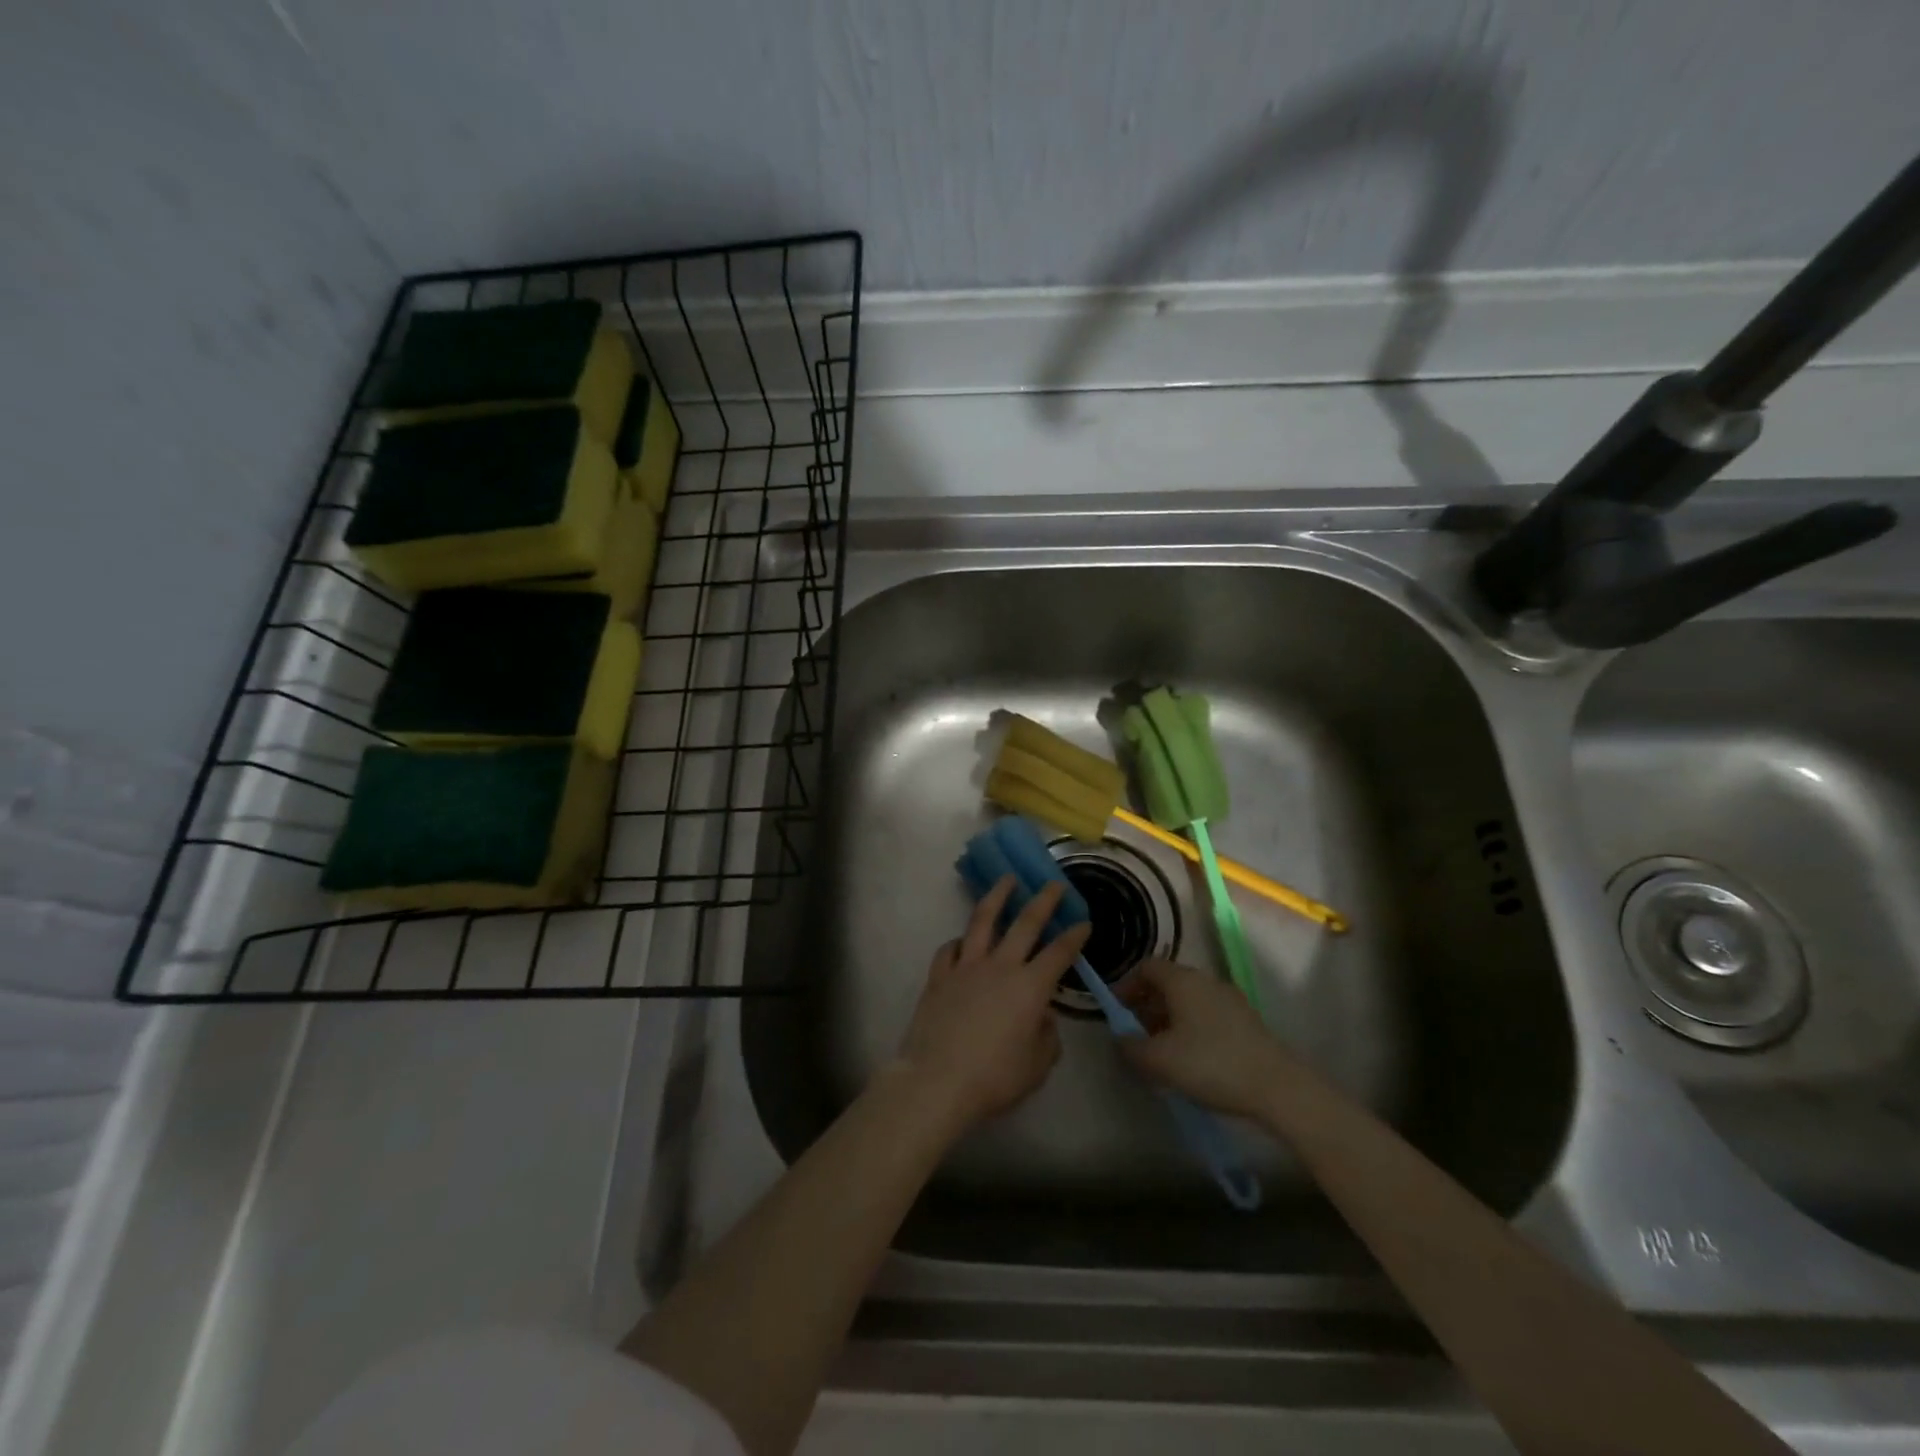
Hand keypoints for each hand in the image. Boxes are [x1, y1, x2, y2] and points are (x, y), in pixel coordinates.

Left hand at [891, 878, 1091, 1131]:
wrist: (937, 1081)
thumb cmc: (994, 1078)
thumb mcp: (1037, 1067)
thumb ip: (1047, 1037)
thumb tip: (1042, 1017)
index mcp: (1030, 987)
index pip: (1060, 953)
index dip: (1075, 936)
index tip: (1084, 922)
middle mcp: (1000, 966)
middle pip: (1026, 922)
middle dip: (1044, 900)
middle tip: (1053, 883)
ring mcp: (966, 967)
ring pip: (983, 920)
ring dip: (998, 896)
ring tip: (1007, 879)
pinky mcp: (939, 976)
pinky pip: (950, 949)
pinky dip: (959, 941)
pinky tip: (962, 941)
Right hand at [1118, 959, 1291, 1119]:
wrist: (1278, 1087)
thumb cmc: (1211, 1064)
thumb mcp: (1160, 1060)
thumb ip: (1132, 1046)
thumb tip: (1122, 1038)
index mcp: (1183, 980)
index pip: (1147, 967)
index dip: (1126, 985)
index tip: (1116, 1011)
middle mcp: (1206, 981)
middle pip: (1168, 983)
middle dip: (1146, 1005)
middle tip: (1135, 1034)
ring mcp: (1230, 1000)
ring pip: (1189, 1001)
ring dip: (1169, 1019)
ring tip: (1161, 1052)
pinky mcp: (1246, 1022)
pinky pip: (1207, 1015)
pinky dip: (1191, 1029)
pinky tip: (1191, 1060)